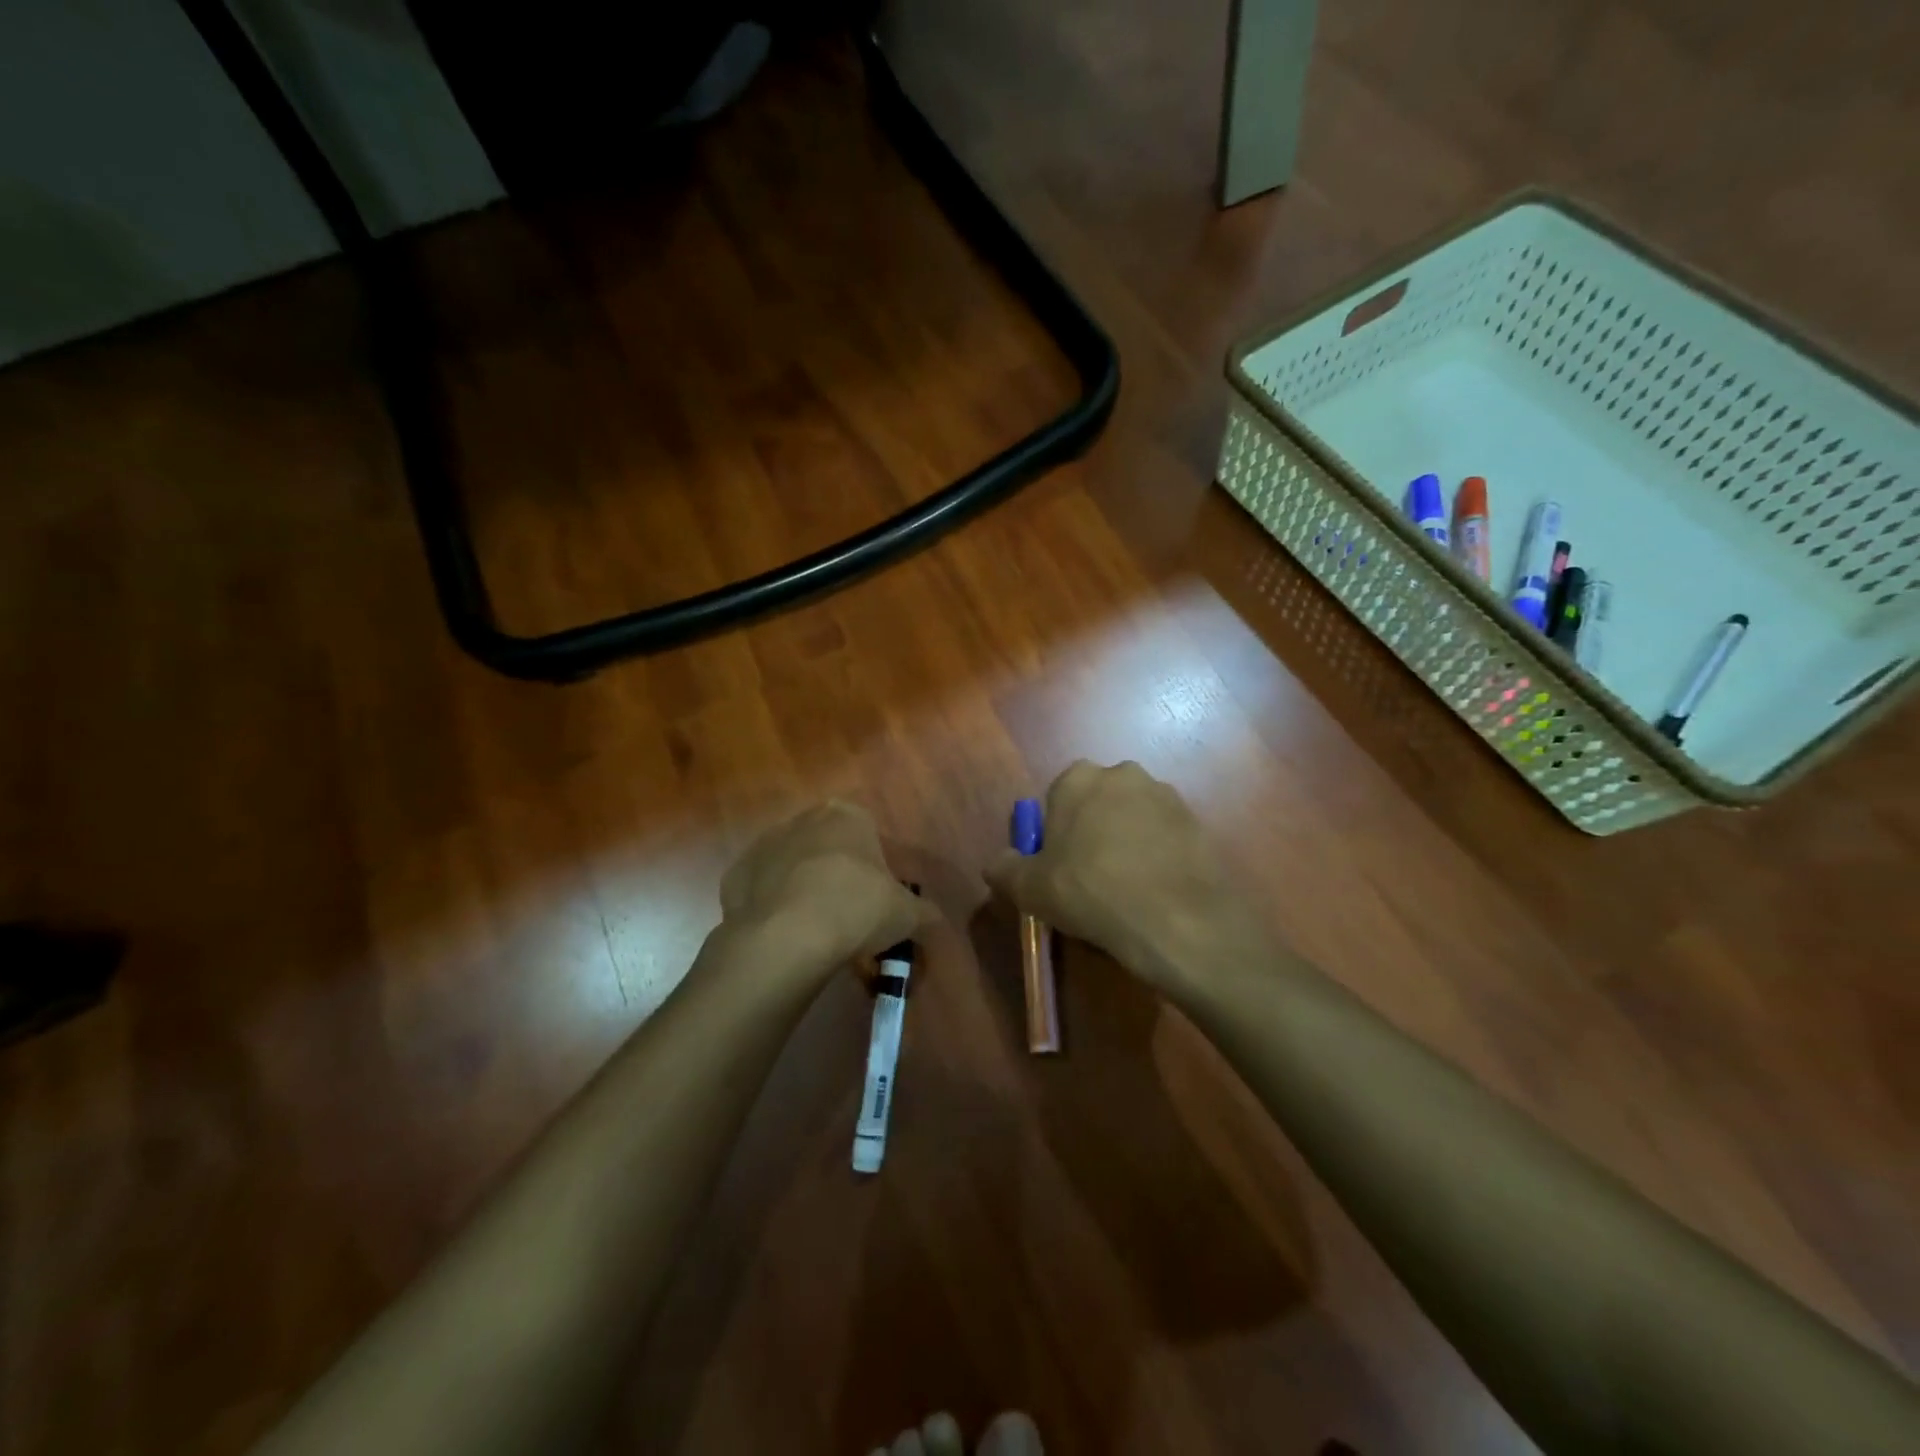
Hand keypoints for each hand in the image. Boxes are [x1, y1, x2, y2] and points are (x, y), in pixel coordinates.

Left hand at [715, 801, 934, 988]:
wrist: (788, 936)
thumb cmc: (857, 908)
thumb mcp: (906, 914)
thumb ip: (924, 913)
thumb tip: (934, 920)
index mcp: (847, 815)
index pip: (868, 834)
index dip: (874, 868)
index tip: (875, 900)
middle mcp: (803, 819)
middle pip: (827, 846)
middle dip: (836, 875)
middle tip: (848, 916)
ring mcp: (763, 845)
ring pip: (791, 866)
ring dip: (803, 889)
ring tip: (814, 931)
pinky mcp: (735, 875)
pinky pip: (761, 890)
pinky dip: (772, 907)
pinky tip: (784, 934)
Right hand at [985, 761, 1256, 993]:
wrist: (1178, 920)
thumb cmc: (1091, 893)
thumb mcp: (1030, 889)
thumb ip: (1005, 869)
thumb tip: (998, 863)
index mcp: (1077, 779)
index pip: (1057, 800)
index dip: (1056, 836)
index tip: (1059, 869)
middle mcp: (1122, 774)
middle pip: (1097, 804)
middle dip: (1092, 832)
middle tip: (1089, 880)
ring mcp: (1165, 795)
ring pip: (1133, 818)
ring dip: (1127, 842)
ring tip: (1127, 890)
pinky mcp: (1197, 820)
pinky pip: (1164, 836)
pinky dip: (1157, 856)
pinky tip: (1155, 891)